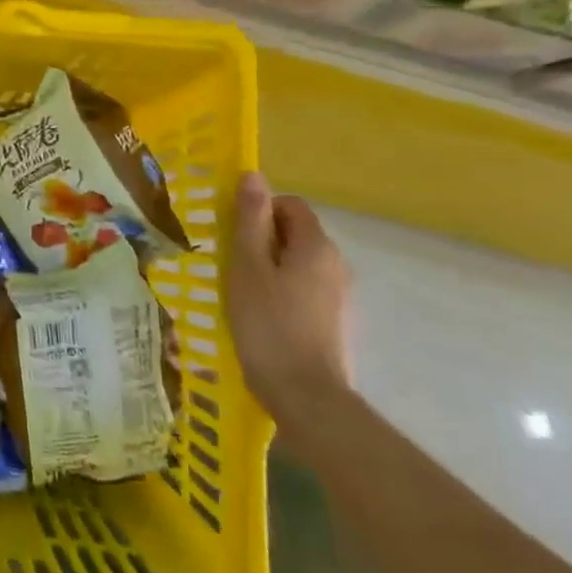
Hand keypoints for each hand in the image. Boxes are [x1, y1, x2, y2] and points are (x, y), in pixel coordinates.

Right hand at [224, 173, 352, 429]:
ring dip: (271, 268)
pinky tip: (262, 318)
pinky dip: (283, 293)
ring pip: (299, 264)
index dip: (260, 211)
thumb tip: (253, 175)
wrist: (306, 397)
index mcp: (316, 246)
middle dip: (262, 240)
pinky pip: (306, 291)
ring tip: (241, 292)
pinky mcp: (336, 323)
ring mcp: (341, 296)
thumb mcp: (247, 266)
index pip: (290, 205)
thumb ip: (250, 220)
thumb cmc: (268, 324)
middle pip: (296, 234)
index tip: (232, 233)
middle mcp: (336, 264)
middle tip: (230, 263)